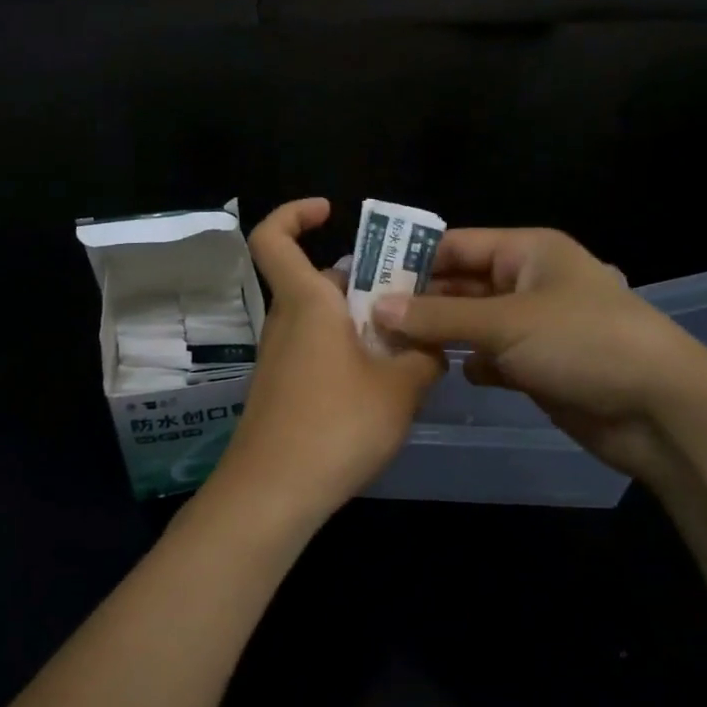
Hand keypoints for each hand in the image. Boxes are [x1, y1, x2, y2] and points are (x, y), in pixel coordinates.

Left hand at [205, 199, 445, 526]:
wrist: (273, 494)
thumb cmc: (336, 426)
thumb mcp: (401, 388)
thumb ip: (425, 355)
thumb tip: (434, 342)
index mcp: (307, 303)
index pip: (273, 238)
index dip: (294, 214)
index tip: (330, 211)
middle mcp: (286, 322)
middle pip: (317, 282)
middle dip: (362, 282)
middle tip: (410, 298)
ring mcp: (280, 359)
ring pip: (322, 320)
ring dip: (361, 323)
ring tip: (410, 346)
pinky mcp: (282, 391)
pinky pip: (317, 352)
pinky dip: (348, 354)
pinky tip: (384, 387)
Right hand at [373, 227, 706, 480]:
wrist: (659, 410)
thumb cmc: (583, 343)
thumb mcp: (506, 322)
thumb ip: (439, 315)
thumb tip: (378, 307)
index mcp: (527, 251)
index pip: (457, 245)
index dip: (412, 259)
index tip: (365, 280)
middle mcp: (528, 282)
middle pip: (462, 284)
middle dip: (420, 301)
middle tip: (366, 319)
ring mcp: (534, 326)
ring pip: (473, 323)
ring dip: (439, 334)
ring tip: (387, 346)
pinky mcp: (538, 366)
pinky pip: (490, 356)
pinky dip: (468, 363)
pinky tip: (437, 373)